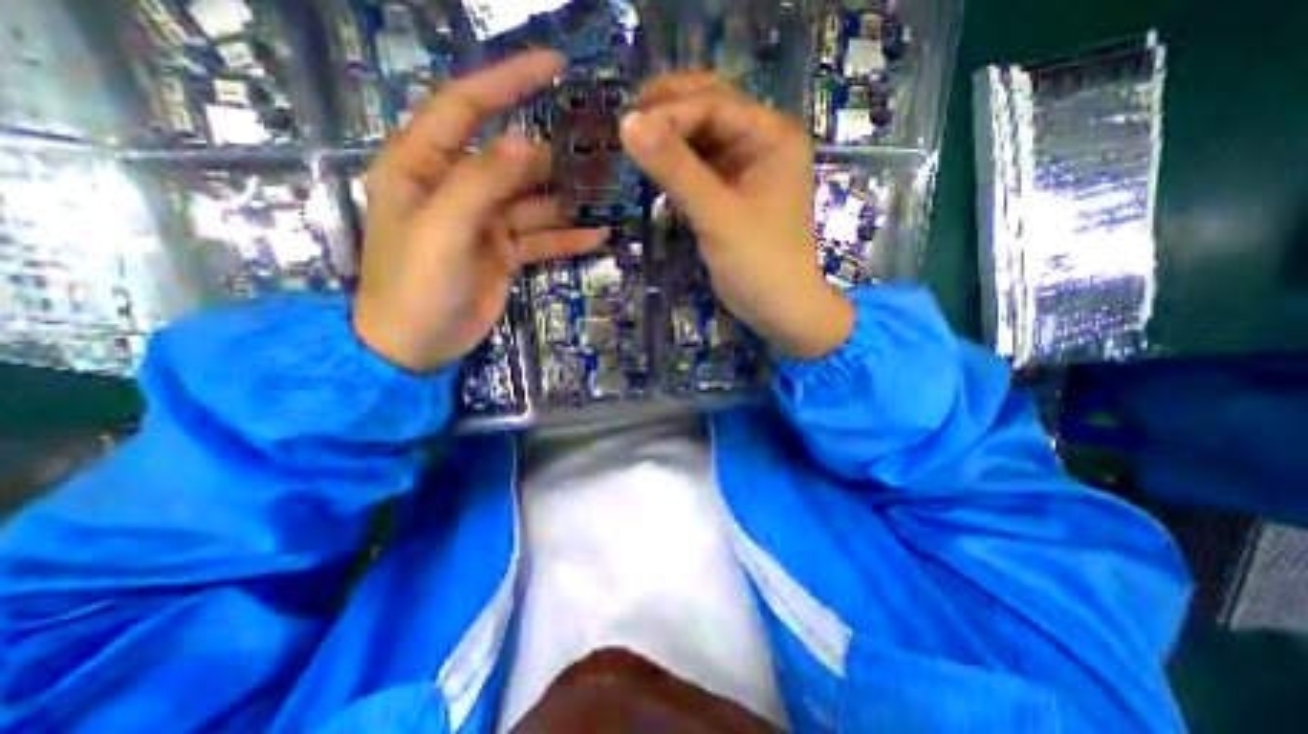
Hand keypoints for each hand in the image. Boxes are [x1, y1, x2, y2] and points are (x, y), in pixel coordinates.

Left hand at [355, 53, 604, 373]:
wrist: (417, 344)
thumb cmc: (416, 285)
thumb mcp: (442, 229)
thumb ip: (481, 183)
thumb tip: (528, 145)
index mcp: (423, 166)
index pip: (466, 107)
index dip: (507, 82)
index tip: (553, 67)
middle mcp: (456, 188)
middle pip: (510, 159)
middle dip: (551, 155)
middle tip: (596, 151)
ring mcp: (484, 223)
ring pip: (532, 201)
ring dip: (566, 200)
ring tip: (604, 195)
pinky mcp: (503, 252)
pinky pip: (540, 239)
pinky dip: (566, 238)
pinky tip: (596, 237)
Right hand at [620, 75, 854, 361]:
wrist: (779, 309)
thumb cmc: (758, 262)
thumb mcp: (716, 214)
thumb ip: (675, 169)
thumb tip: (628, 123)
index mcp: (772, 137)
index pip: (715, 104)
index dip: (670, 111)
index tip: (629, 127)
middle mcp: (762, 144)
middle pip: (710, 110)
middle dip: (669, 113)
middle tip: (627, 124)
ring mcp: (747, 169)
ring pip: (702, 139)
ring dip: (670, 139)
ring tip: (634, 145)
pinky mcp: (732, 193)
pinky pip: (701, 167)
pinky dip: (677, 165)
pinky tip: (655, 168)